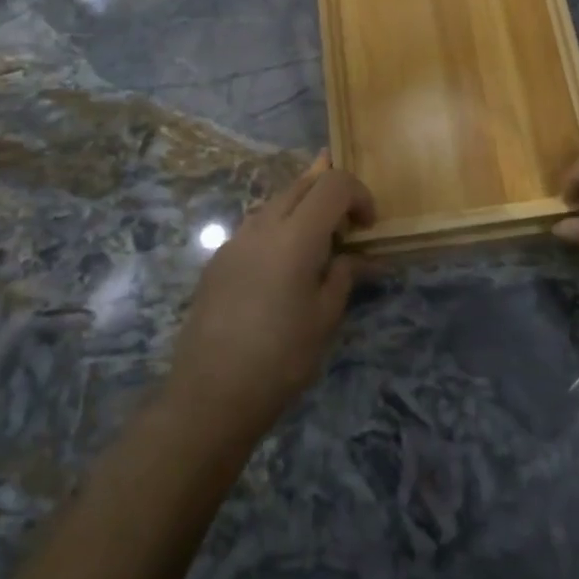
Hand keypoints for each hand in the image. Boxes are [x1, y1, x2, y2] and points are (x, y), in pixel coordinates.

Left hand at [166, 154, 373, 448]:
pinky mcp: (218, 259)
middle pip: (304, 184)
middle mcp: (263, 225)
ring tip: (316, 253)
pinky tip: (282, 273)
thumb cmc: (280, 358)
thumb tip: (358, 258)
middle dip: (332, 197)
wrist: (210, 395)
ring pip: (277, 202)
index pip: (334, 184)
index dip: (359, 195)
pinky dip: (279, 231)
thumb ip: (345, 275)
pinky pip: (256, 227)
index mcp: (295, 235)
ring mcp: (235, 240)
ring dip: (304, 212)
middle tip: (347, 233)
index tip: (368, 226)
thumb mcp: (325, 318)